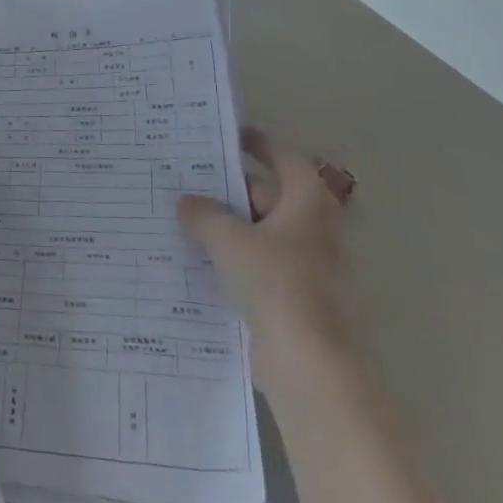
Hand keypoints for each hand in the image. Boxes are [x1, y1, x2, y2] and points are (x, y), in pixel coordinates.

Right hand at [179, 127, 357, 393]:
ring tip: (187, 223)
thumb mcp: (229, 240)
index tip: (229, 137)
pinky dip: (237, 260)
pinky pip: (262, 267)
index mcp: (308, 204)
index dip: (259, 144)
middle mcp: (316, 230)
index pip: (286, 159)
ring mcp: (310, 268)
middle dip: (233, 189)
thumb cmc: (276, 285)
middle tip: (191, 183)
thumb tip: (188, 202)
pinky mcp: (298, 300)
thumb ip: (204, 214)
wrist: (311, 365)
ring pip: (264, 234)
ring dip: (232, 228)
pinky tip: (203, 266)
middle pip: (273, 196)